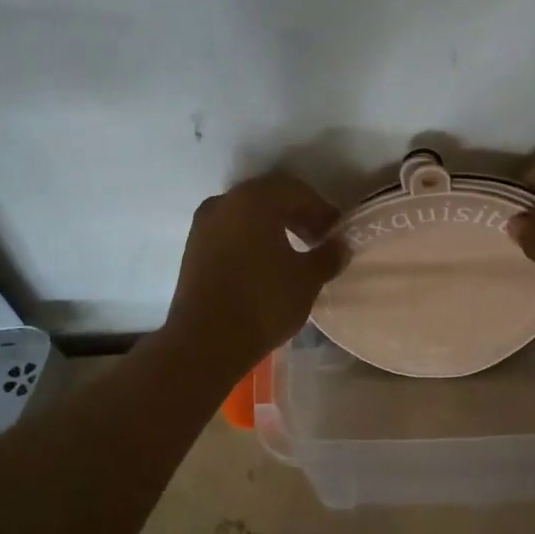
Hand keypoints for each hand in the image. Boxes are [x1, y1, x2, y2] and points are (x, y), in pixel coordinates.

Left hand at [163, 172, 347, 379]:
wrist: (205, 342)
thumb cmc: (263, 302)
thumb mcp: (307, 280)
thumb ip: (328, 256)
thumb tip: (341, 245)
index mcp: (254, 200)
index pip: (296, 191)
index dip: (321, 209)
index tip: (336, 232)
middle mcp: (225, 202)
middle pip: (269, 197)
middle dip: (297, 214)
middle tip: (318, 239)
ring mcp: (204, 224)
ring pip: (247, 213)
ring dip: (273, 225)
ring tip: (294, 252)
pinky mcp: (193, 247)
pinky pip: (230, 230)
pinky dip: (251, 237)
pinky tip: (266, 262)